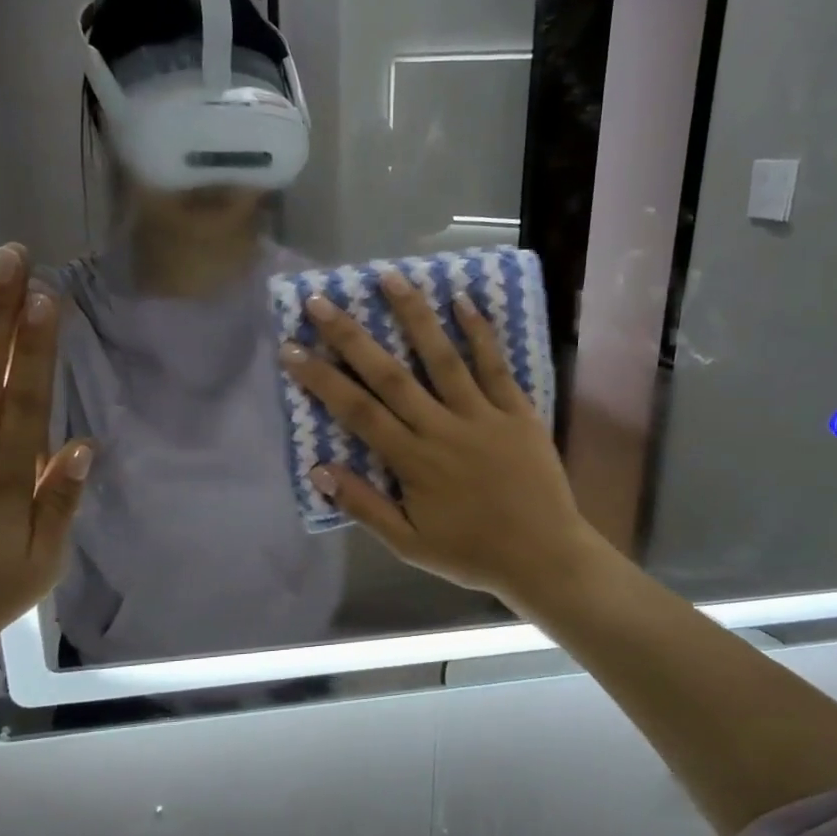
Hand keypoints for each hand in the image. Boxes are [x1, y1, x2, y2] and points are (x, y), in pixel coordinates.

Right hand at [279, 270, 598, 609]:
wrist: (544, 557)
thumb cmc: (472, 554)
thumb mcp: (409, 545)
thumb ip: (365, 506)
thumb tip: (320, 470)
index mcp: (413, 461)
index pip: (357, 411)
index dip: (321, 379)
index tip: (292, 348)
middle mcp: (441, 429)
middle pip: (390, 375)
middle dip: (351, 337)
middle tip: (322, 301)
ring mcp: (482, 416)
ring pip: (442, 358)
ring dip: (414, 316)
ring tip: (389, 278)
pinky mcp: (517, 412)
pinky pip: (495, 366)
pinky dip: (480, 333)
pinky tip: (464, 301)